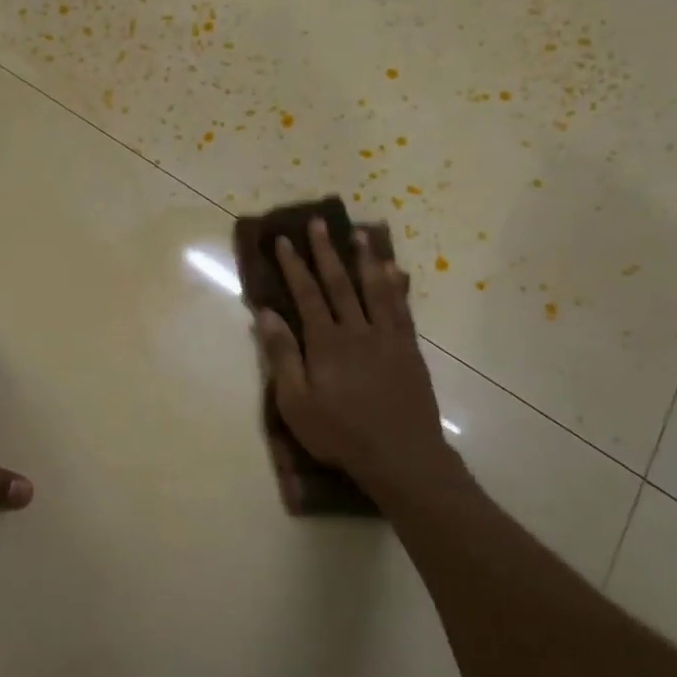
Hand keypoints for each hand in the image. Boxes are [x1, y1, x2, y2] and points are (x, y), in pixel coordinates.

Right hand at [255, 220, 458, 499]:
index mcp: (326, 342)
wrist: (400, 455)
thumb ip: (282, 356)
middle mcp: (357, 330)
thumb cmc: (339, 433)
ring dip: (364, 259)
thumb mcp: (296, 403)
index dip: (294, 266)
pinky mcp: (409, 349)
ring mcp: (387, 338)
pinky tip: (394, 271)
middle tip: (317, 222)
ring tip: (359, 234)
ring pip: (374, 289)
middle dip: (325, 251)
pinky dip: (396, 286)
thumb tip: (267, 314)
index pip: (307, 294)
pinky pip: (401, 308)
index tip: (283, 240)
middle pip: (339, 283)